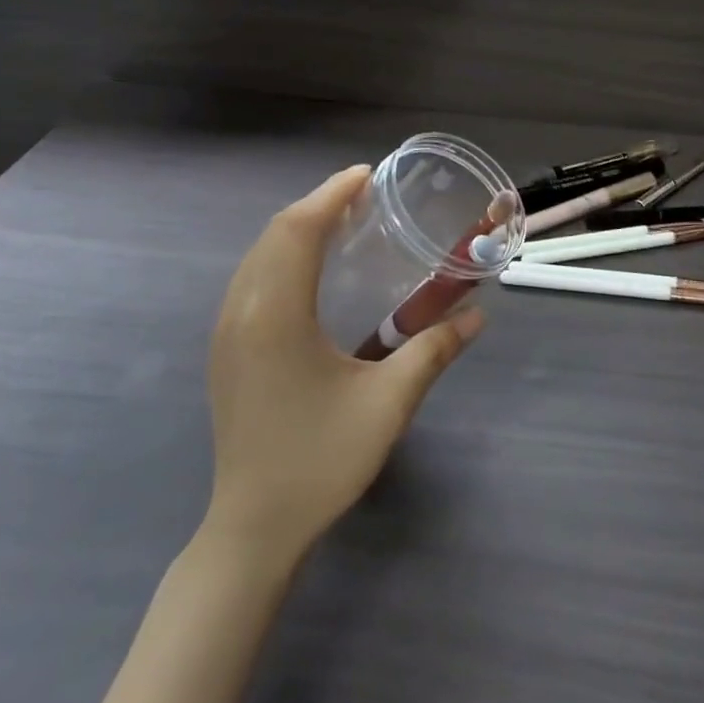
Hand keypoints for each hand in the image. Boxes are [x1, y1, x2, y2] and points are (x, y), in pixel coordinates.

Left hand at [204, 166, 483, 566]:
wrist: (253, 527)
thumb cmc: (321, 460)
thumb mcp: (388, 404)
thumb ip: (433, 351)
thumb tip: (477, 315)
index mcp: (276, 315)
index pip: (298, 230)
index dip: (331, 195)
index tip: (367, 175)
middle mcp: (242, 311)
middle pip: (275, 234)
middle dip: (317, 204)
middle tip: (364, 194)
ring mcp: (226, 331)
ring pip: (258, 255)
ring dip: (297, 228)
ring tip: (342, 220)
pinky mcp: (226, 350)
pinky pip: (251, 279)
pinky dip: (282, 254)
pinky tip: (312, 268)